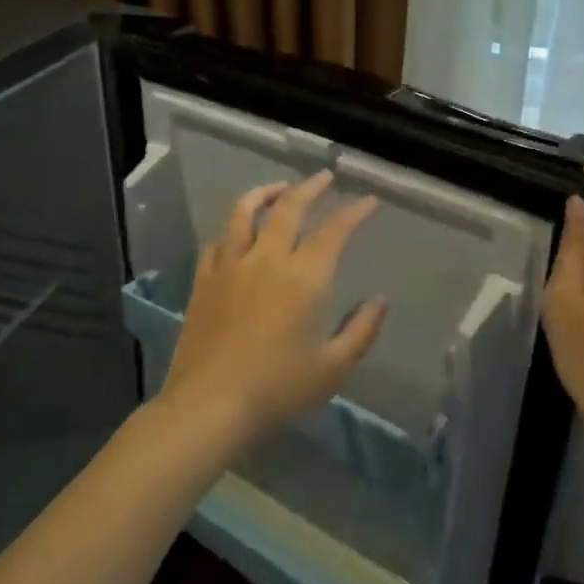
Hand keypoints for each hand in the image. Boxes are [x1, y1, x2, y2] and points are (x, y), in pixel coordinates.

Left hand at [159, 170, 388, 450]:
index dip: (353, 212)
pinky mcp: (203, 282)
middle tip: (323, 177)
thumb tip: (380, 301)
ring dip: (265, 193)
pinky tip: (237, 236)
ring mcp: (229, 267)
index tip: (367, 201)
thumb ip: (361, 330)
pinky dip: (233, 230)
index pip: (333, 231)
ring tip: (278, 189)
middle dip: (309, 187)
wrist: (209, 406)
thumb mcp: (332, 367)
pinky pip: (218, 243)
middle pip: (288, 207)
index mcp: (303, 278)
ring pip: (244, 213)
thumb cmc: (278, 389)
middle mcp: (265, 260)